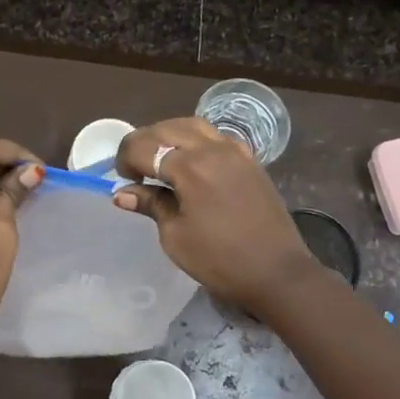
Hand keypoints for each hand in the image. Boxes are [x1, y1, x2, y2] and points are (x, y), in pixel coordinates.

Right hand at [113, 118, 319, 313]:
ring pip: (193, 126)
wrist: (277, 272)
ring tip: (159, 159)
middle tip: (134, 169)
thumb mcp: (175, 236)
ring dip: (169, 135)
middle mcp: (212, 149)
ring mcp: (235, 151)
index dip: (126, 160)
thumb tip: (123, 194)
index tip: (123, 181)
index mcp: (190, 167)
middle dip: (144, 143)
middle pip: (167, 128)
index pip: (144, 147)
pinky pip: (216, 137)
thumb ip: (151, 205)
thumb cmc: (220, 260)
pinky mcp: (250, 160)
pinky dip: (196, 140)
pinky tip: (191, 161)